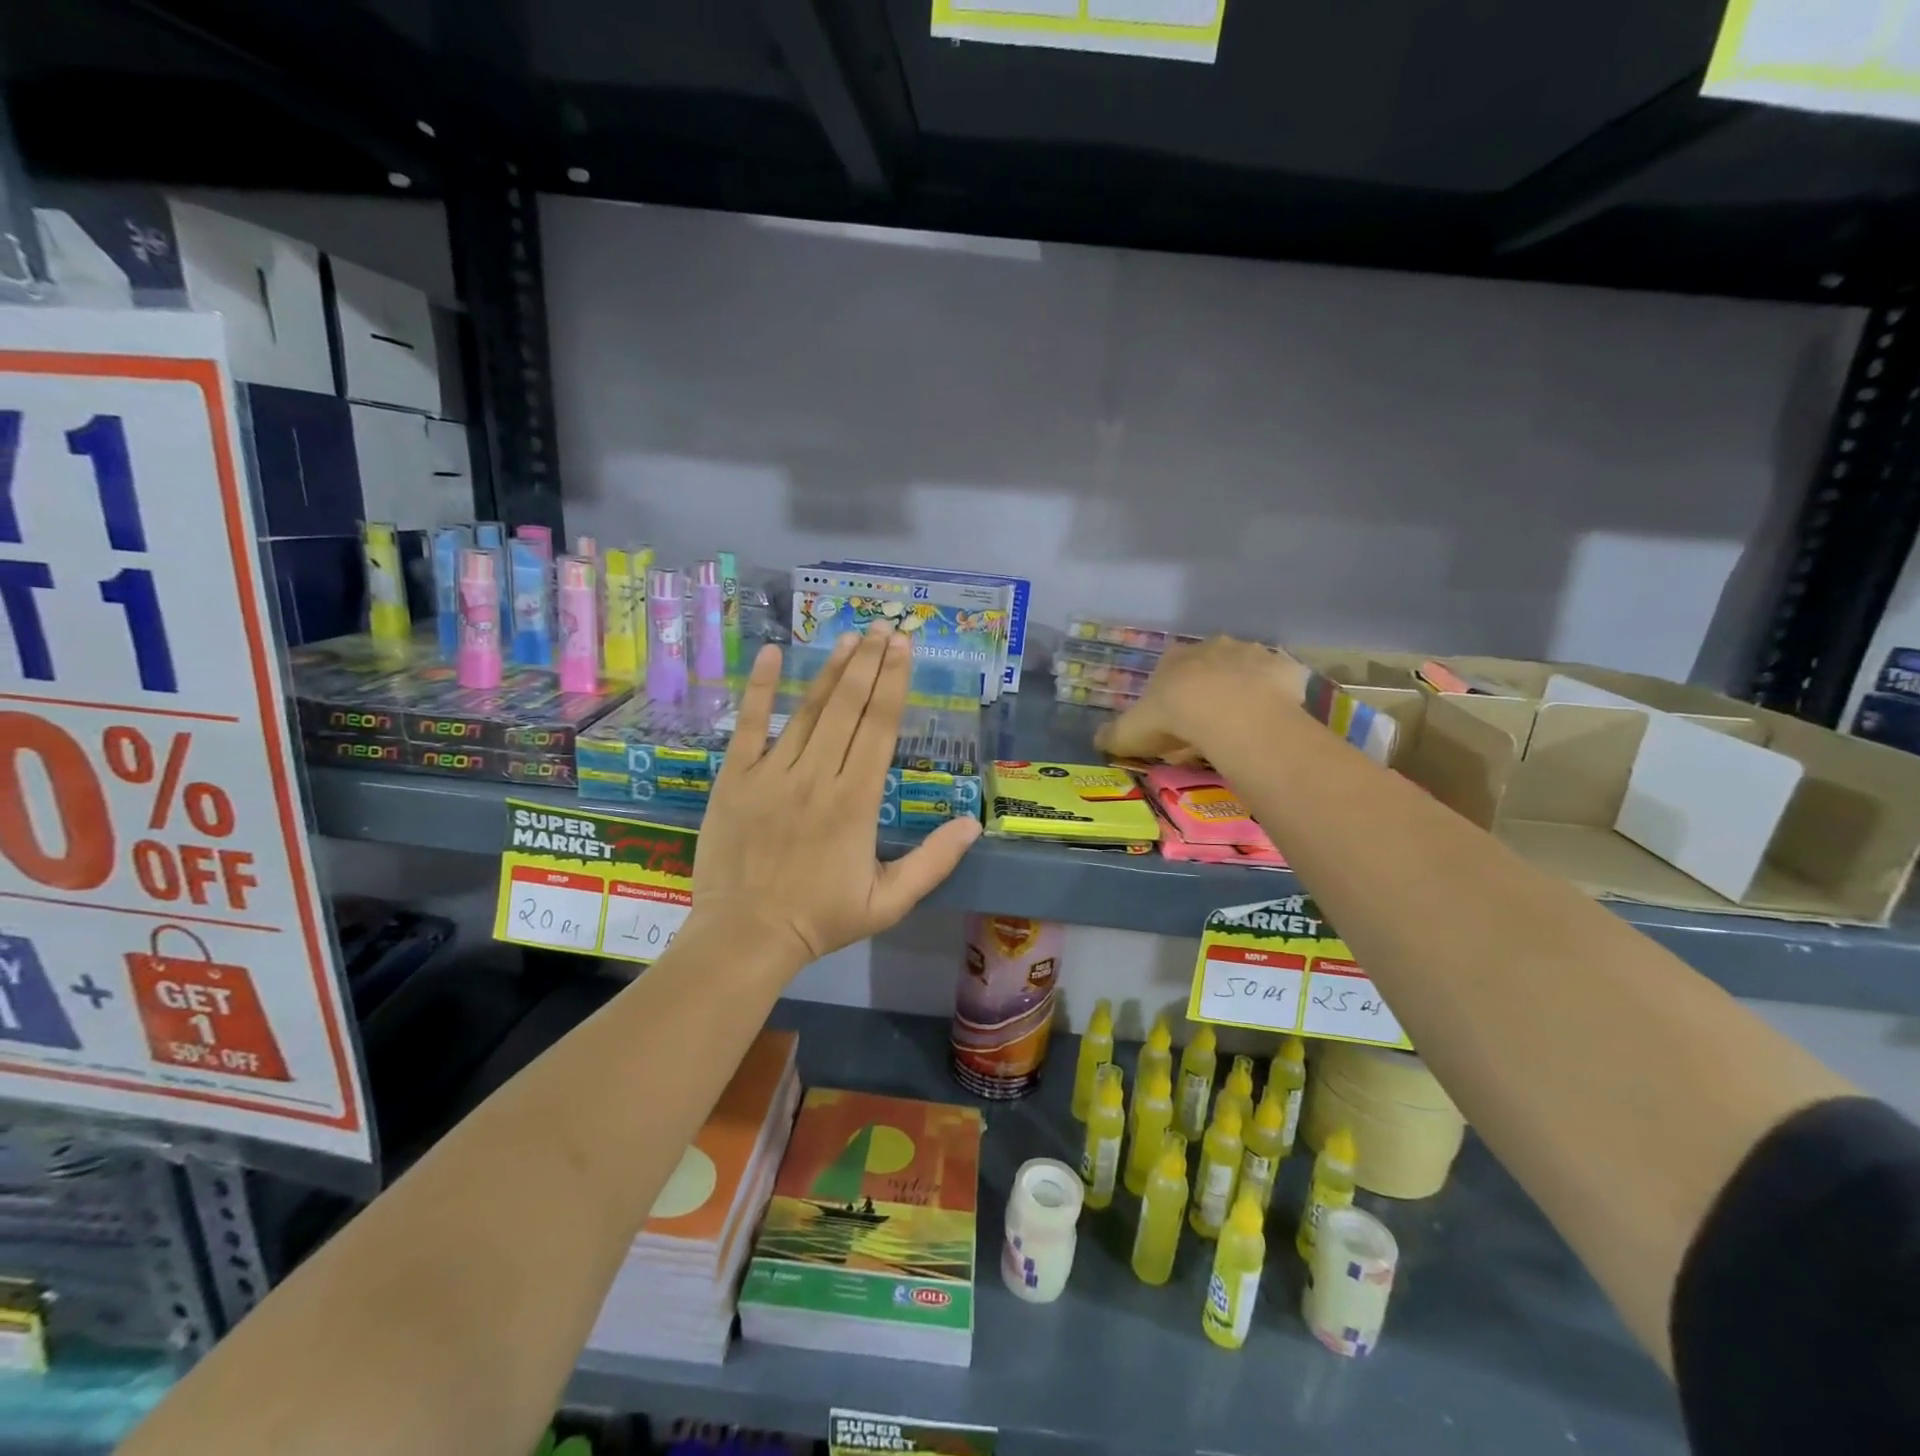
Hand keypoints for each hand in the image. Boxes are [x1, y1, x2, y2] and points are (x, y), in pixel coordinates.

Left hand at [690, 627, 981, 974]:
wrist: (745, 936)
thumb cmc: (820, 919)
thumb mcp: (889, 901)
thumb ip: (933, 862)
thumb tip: (973, 824)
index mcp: (856, 801)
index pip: (880, 728)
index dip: (894, 683)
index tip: (904, 647)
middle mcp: (817, 776)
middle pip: (848, 707)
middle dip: (870, 663)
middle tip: (884, 627)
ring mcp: (772, 773)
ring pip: (808, 710)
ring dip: (832, 670)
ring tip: (851, 637)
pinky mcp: (736, 778)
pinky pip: (748, 725)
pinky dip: (759, 688)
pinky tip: (772, 653)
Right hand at [1094, 636, 1306, 764]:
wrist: (1230, 713)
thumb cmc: (1173, 717)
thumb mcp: (1131, 732)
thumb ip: (1114, 735)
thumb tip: (1097, 740)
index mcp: (1175, 658)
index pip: (1170, 669)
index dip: (1172, 695)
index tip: (1174, 720)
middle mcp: (1213, 647)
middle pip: (1209, 666)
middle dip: (1208, 688)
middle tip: (1207, 725)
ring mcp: (1252, 654)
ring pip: (1246, 670)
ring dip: (1243, 689)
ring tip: (1240, 725)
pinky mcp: (1285, 669)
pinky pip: (1280, 682)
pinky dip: (1276, 697)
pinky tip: (1271, 720)